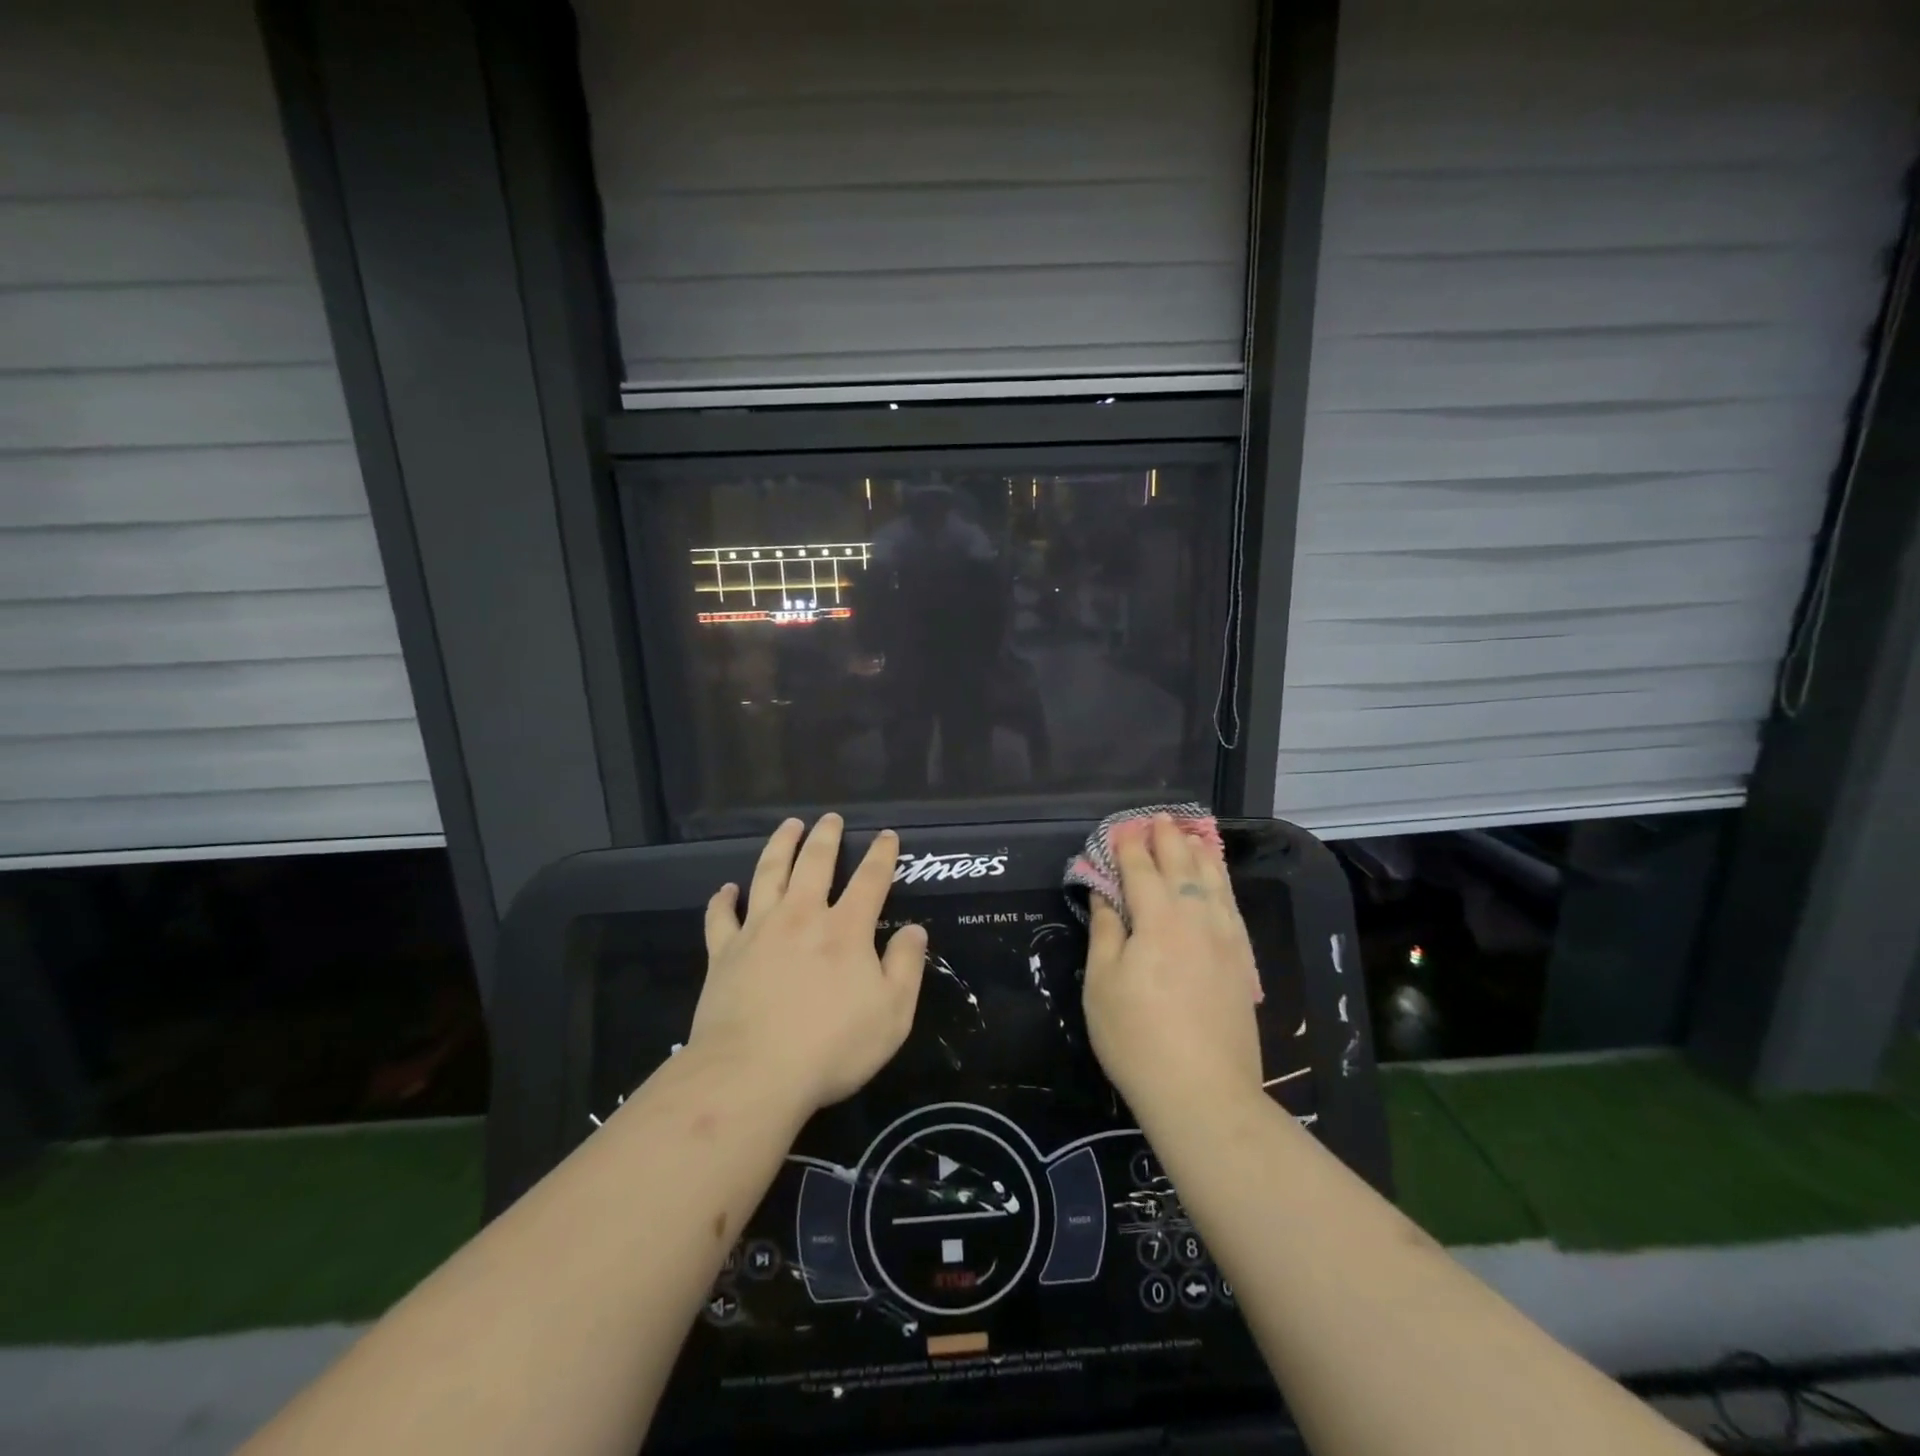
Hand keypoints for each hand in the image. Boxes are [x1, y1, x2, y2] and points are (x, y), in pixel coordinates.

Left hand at [690, 815, 926, 1114]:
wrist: (752, 1074)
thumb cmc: (831, 1047)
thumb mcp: (892, 1014)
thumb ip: (906, 967)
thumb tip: (914, 930)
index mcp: (846, 929)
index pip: (870, 879)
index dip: (881, 854)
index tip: (887, 835)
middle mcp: (802, 917)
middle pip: (814, 863)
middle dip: (826, 837)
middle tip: (830, 818)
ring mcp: (758, 931)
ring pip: (768, 874)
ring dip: (779, 846)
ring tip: (788, 826)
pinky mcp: (724, 953)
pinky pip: (721, 917)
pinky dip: (724, 899)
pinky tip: (726, 889)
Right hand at [1083, 814, 1262, 1113]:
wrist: (1204, 1093)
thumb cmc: (1137, 1038)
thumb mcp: (1102, 984)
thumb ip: (1105, 932)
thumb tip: (1105, 895)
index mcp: (1158, 920)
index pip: (1141, 869)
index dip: (1128, 846)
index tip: (1120, 828)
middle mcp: (1196, 918)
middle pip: (1182, 866)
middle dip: (1167, 839)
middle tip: (1157, 819)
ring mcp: (1225, 939)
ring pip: (1214, 882)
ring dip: (1200, 854)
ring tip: (1191, 835)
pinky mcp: (1243, 962)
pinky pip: (1232, 907)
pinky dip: (1222, 884)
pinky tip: (1218, 883)